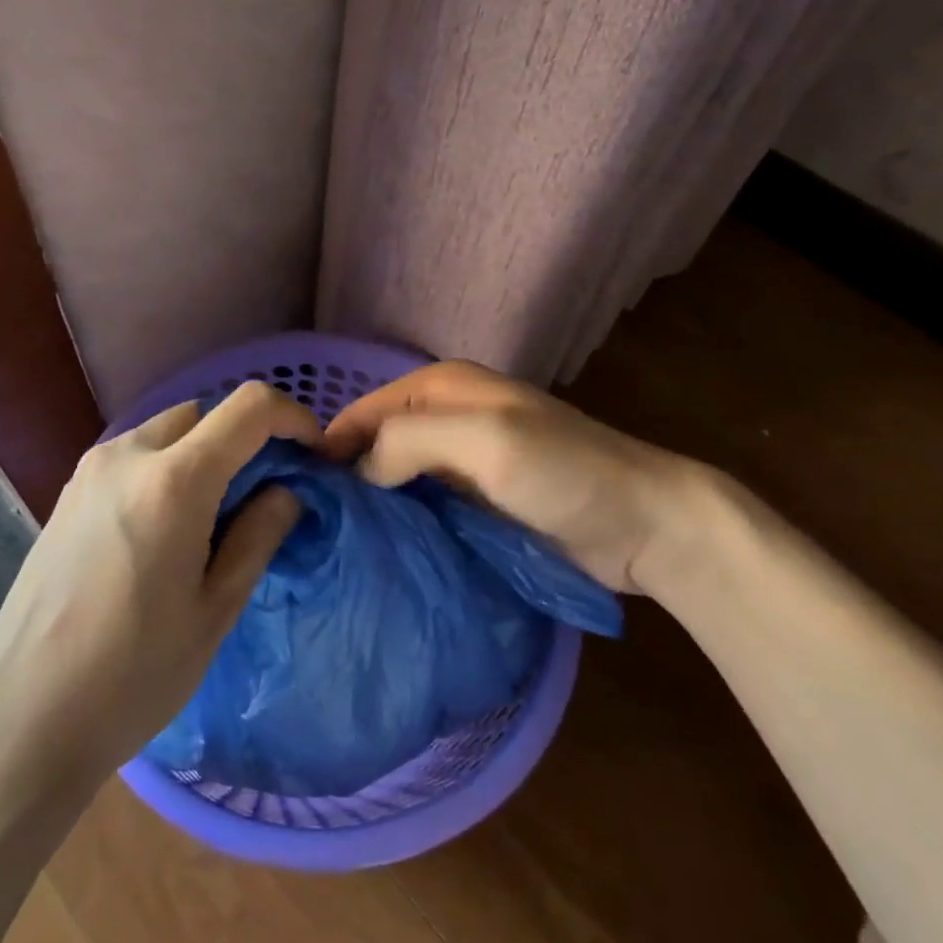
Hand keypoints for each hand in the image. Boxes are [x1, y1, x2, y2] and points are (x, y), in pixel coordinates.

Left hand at [0, 382, 317, 795]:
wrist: (22, 720)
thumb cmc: (133, 674)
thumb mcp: (216, 609)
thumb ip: (259, 534)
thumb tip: (286, 492)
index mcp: (174, 480)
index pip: (249, 407)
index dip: (293, 418)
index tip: (311, 457)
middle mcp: (127, 455)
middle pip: (204, 414)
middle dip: (244, 439)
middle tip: (263, 496)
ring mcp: (89, 471)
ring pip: (166, 432)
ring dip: (202, 453)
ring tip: (213, 518)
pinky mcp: (67, 494)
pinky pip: (133, 457)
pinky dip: (165, 469)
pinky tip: (164, 530)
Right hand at [326, 360, 733, 593]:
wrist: (645, 523)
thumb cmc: (563, 470)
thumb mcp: (484, 440)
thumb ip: (410, 442)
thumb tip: (358, 474)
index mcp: (441, 388)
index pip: (363, 411)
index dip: (328, 445)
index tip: (296, 495)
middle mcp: (446, 418)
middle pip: (376, 443)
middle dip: (345, 477)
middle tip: (310, 529)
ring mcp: (462, 462)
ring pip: (396, 477)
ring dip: (371, 504)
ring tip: (334, 548)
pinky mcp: (477, 502)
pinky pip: (422, 507)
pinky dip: (401, 524)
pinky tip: (380, 554)